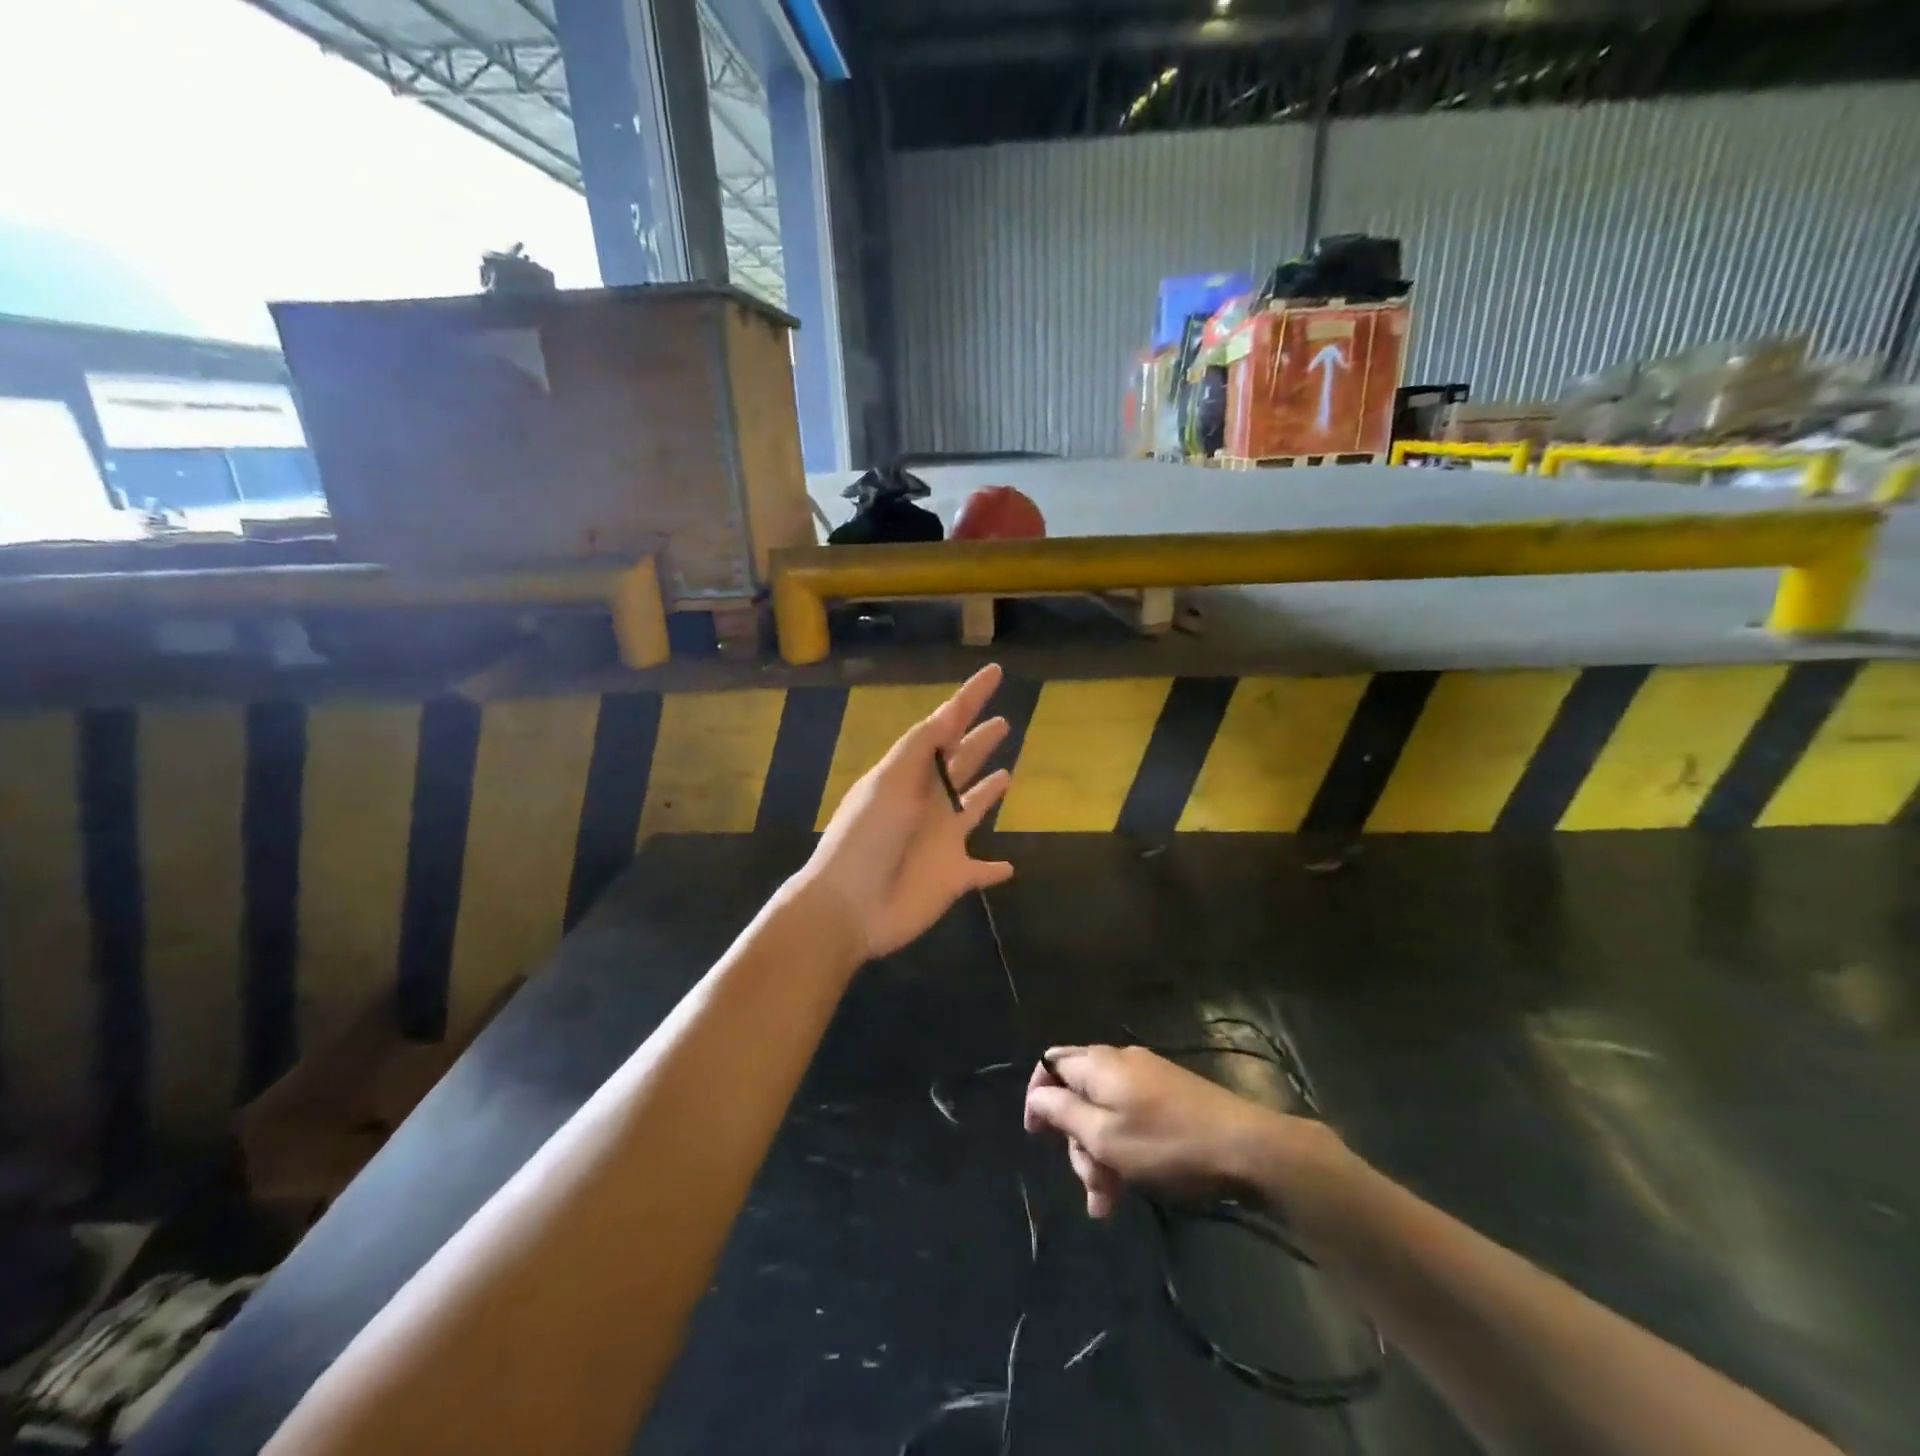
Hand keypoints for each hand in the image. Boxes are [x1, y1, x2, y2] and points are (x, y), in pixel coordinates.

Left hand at [799, 664, 1013, 960]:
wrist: (850, 904)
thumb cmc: (867, 836)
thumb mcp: (890, 780)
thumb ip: (922, 746)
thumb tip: (950, 710)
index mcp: (911, 773)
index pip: (946, 726)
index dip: (969, 698)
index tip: (994, 672)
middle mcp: (929, 801)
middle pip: (961, 763)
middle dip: (979, 742)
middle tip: (1002, 723)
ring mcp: (943, 839)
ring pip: (973, 809)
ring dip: (987, 793)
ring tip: (1007, 775)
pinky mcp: (954, 876)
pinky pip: (981, 870)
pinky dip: (995, 869)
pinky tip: (1009, 867)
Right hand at [1024, 1045, 1331, 1219]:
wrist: (1248, 1149)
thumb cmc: (1167, 1145)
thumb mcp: (1105, 1137)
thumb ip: (1063, 1113)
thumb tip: (1036, 1096)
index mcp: (1099, 1064)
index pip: (1050, 1063)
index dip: (1037, 1096)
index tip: (1036, 1136)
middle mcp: (1119, 1062)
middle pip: (1078, 1094)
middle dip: (1076, 1140)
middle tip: (1090, 1185)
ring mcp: (1148, 1078)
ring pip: (1105, 1113)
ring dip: (1101, 1155)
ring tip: (1110, 1203)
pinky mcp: (1170, 1096)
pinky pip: (1131, 1118)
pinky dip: (1124, 1150)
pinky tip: (1131, 1188)